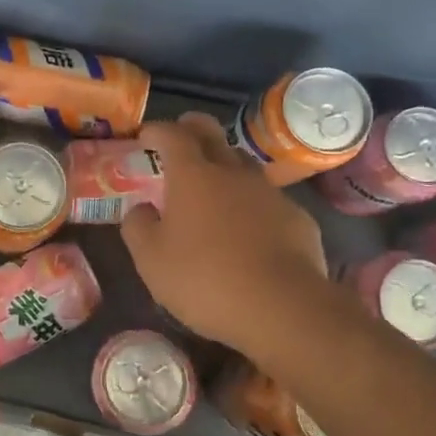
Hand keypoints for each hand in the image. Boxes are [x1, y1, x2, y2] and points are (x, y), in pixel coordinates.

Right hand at [121, 113, 327, 353]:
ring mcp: (269, 194)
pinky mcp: (297, 218)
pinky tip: (248, 229)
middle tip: (181, 132)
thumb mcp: (151, 260)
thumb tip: (141, 209)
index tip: (145, 135)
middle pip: (213, 134)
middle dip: (193, 128)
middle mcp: (232, 173)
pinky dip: (251, 204)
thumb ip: (138, 227)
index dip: (157, 130)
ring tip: (213, 184)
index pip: (172, 135)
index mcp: (192, 175)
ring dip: (224, 166)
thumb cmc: (205, 279)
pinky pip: (267, 201)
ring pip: (243, 165)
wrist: (283, 308)